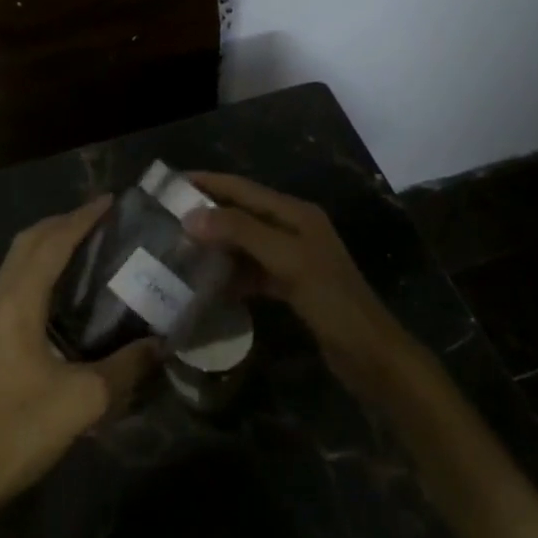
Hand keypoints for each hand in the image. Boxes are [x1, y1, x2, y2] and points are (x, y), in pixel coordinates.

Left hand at [0, 196, 160, 517]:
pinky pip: (13, 284)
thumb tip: (160, 345)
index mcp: (17, 303)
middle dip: (63, 223)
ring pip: (16, 263)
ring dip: (48, 245)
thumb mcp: (84, 400)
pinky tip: (60, 292)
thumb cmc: (20, 429)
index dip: (81, 218)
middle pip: (28, 243)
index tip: (110, 201)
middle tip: (101, 220)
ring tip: (86, 246)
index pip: (51, 243)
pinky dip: (39, 269)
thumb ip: (125, 369)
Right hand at [183, 173, 409, 388]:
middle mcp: (293, 229)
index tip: (170, 183)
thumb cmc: (331, 300)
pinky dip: (230, 274)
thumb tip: (191, 216)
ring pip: (245, 243)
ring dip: (216, 244)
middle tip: (166, 218)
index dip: (208, 183)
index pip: (243, 189)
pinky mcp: (290, 286)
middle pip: (242, 213)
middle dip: (207, 213)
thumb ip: (241, 233)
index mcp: (296, 214)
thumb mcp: (286, 260)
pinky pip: (252, 271)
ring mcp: (292, 258)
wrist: (371, 355)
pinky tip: (207, 283)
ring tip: (179, 248)